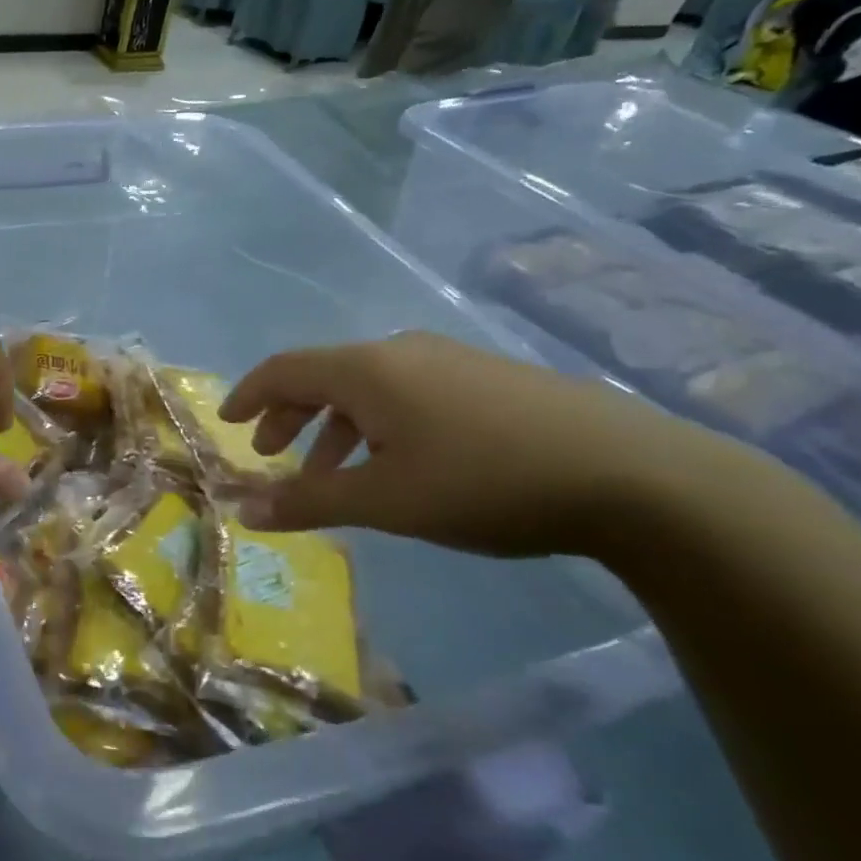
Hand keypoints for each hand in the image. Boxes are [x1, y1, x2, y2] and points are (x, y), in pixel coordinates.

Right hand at [218, 332, 753, 561]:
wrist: (634, 476)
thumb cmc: (484, 482)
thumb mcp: (384, 500)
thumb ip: (308, 501)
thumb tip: (242, 510)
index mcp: (367, 370)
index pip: (284, 370)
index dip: (248, 395)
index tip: (226, 423)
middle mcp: (402, 351)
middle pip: (323, 375)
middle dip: (288, 415)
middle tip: (270, 454)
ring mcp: (450, 360)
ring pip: (367, 387)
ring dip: (334, 427)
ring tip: (332, 474)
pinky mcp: (488, 379)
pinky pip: (407, 393)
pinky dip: (377, 425)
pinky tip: (399, 464)